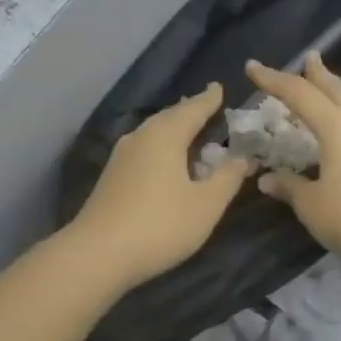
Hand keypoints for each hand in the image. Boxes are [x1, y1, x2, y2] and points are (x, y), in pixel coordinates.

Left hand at [68, 83, 253, 289]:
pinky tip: (163, 158)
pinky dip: (159, 145)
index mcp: (166, 135)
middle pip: (169, 116)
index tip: (219, 87)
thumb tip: (243, 158)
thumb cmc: (160, 225)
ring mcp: (121, 156)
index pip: (193, 108)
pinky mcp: (111, 176)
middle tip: (207, 105)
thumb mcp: (206, 205)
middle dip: (189, 110)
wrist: (98, 253)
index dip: (209, 99)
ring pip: (152, 132)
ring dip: (172, 128)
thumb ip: (227, 178)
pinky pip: (143, 148)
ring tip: (188, 128)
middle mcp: (140, 137)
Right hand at [246, 54, 340, 276]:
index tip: (252, 66)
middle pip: (334, 88)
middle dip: (316, 73)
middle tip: (308, 58)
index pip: (298, 94)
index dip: (273, 80)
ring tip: (325, 87)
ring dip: (335, 91)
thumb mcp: (313, 206)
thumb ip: (290, 187)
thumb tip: (266, 178)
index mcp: (336, 127)